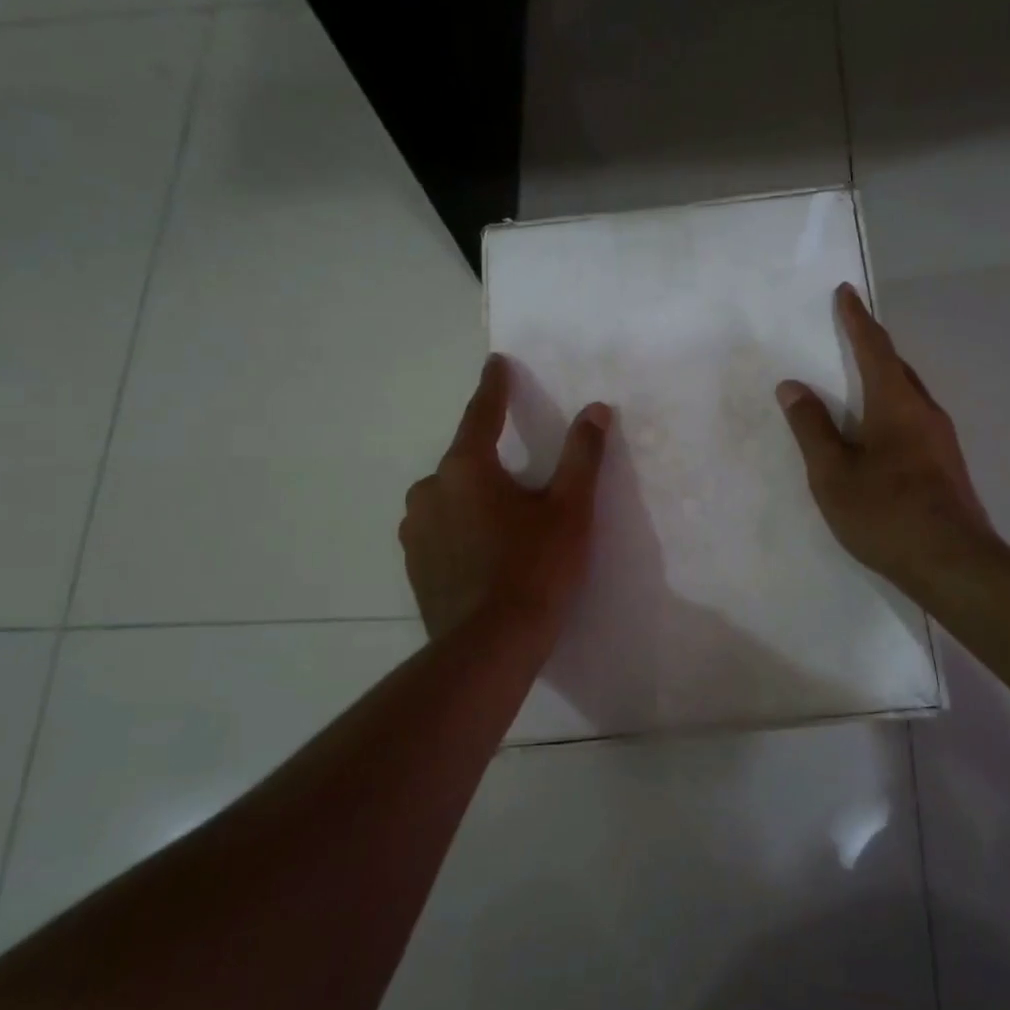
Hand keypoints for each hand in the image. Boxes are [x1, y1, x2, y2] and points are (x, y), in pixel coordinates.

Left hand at [400, 355, 610, 641]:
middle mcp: (430, 491)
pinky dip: (461, 531)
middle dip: (490, 461)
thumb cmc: (535, 568)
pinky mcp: (414, 566)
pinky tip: (485, 556)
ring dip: (474, 500)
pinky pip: (440, 531)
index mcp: (465, 468)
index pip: (481, 414)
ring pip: (449, 499)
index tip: (496, 363)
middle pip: (465, 462)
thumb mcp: (569, 509)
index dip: (494, 387)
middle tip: (522, 481)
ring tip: (506, 526)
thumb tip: (596, 409)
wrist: (490, 646)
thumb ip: (582, 455)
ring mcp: (415, 532)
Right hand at [777, 283, 996, 594]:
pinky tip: (878, 435)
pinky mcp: (946, 466)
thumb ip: (811, 428)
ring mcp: (941, 440)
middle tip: (849, 335)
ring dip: (884, 381)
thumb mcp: (833, 473)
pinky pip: (914, 421)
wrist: (952, 563)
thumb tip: (792, 386)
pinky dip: (891, 411)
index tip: (845, 292)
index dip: (856, 320)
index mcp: (896, 404)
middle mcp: (925, 412)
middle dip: (872, 348)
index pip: (873, 348)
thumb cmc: (885, 512)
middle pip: (897, 368)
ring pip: (908, 396)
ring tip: (858, 384)